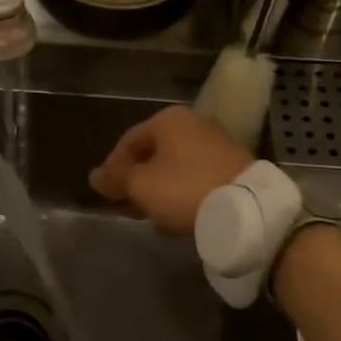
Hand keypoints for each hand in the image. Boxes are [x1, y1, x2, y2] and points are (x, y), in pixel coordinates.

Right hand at [90, 105, 254, 235]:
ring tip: (151, 218)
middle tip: (126, 207)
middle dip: (136, 183)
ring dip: (158, 192)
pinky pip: (196, 180)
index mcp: (168, 120)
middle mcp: (193, 125)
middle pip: (152, 155)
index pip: (128, 141)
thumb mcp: (140, 185)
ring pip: (174, 169)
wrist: (246, 209)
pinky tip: (176, 220)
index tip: (106, 194)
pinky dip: (182, 196)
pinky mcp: (233, 168)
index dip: (112, 168)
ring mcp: (216, 145)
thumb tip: (95, 177)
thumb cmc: (183, 188)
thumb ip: (115, 179)